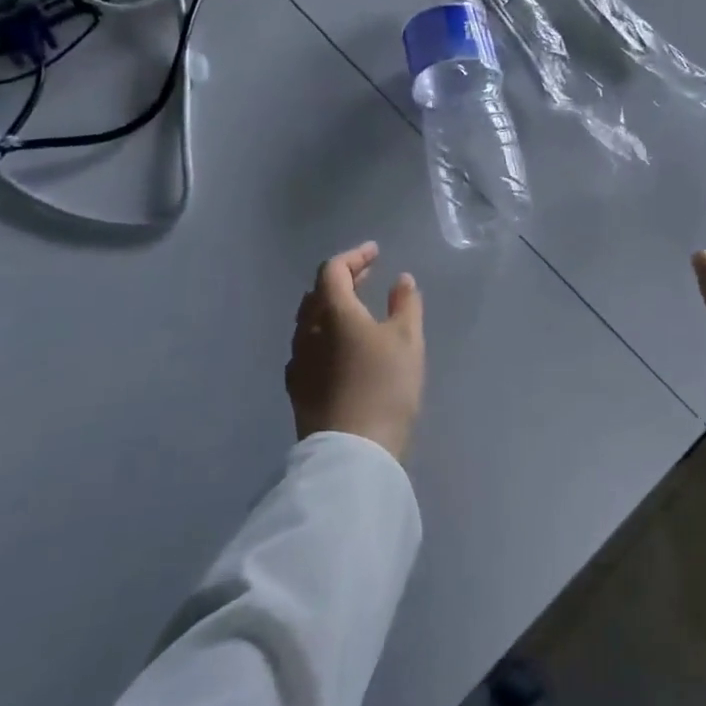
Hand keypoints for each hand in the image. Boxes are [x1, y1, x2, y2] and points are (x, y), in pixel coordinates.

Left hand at [286, 242, 425, 460]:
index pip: (334, 270)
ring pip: (309, 321)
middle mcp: (308, 331)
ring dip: (331, 307)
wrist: (352, 452)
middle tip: (367, 276)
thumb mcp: (408, 341)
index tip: (375, 253)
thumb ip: (405, 304)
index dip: (354, 256)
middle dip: (342, 279)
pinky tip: (337, 348)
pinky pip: (306, 348)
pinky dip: (323, 334)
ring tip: (355, 309)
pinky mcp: (297, 389)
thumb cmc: (385, 387)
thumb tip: (401, 280)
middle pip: (318, 293)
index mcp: (333, 312)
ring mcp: (298, 361)